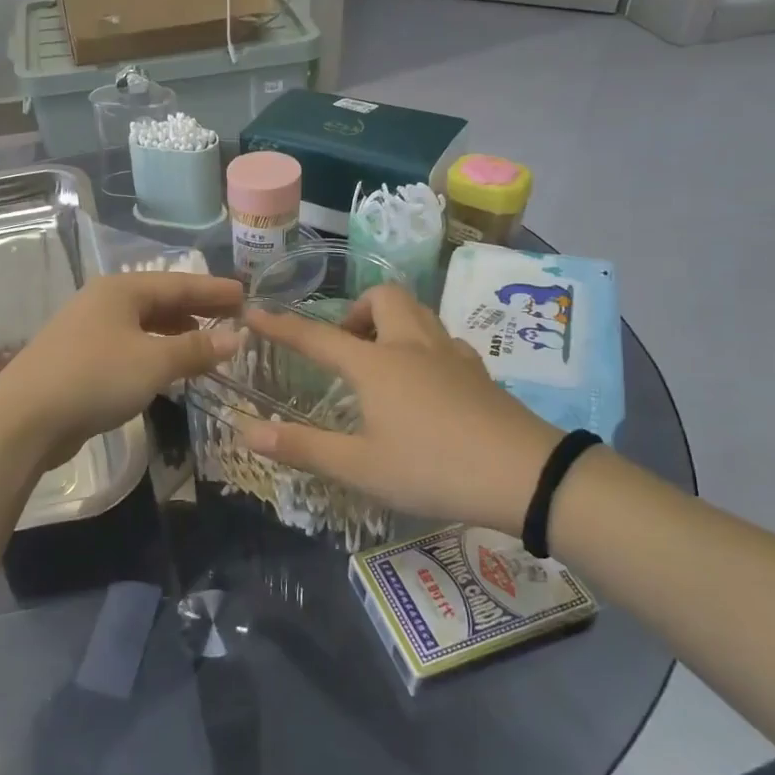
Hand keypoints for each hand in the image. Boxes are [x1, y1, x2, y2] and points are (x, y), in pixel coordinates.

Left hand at [0, 272, 244, 467]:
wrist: (25, 418)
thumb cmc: (95, 378)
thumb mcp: (154, 362)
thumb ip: (196, 348)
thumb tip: (235, 338)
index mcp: (121, 290)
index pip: (178, 283)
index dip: (213, 290)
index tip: (245, 295)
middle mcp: (103, 302)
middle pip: (159, 300)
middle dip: (196, 309)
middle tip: (232, 318)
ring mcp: (87, 331)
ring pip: (143, 325)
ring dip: (176, 332)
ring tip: (206, 342)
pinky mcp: (79, 360)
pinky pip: (129, 346)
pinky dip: (154, 351)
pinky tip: (167, 367)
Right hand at [241, 285, 562, 534]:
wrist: (526, 476)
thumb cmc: (433, 469)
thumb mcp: (361, 467)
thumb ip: (303, 448)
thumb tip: (248, 431)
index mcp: (376, 365)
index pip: (317, 336)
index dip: (281, 325)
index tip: (254, 312)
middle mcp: (411, 346)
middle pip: (382, 298)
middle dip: (355, 310)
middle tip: (345, 346)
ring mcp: (451, 355)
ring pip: (417, 312)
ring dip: (390, 321)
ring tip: (379, 359)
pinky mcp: (479, 372)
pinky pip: (443, 339)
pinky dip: (423, 345)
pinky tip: (425, 379)